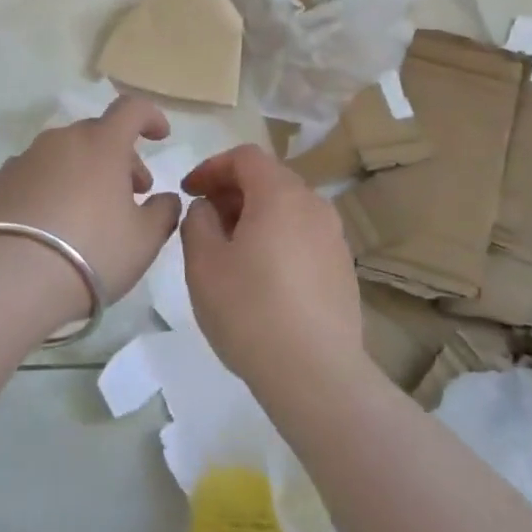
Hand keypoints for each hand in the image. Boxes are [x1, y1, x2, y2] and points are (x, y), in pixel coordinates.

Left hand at [0, 95, 180, 310]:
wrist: (9, 281)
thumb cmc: (92, 252)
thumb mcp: (145, 239)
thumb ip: (164, 211)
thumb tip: (166, 198)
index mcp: (102, 143)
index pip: (132, 109)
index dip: (150, 117)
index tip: (160, 136)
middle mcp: (61, 141)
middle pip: (97, 135)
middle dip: (119, 157)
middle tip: (130, 194)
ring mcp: (23, 160)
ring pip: (63, 155)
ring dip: (82, 173)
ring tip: (87, 214)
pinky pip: (33, 177)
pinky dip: (48, 190)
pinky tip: (49, 227)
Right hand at [179, 145, 363, 393]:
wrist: (315, 374)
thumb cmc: (250, 311)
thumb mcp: (204, 264)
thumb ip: (198, 222)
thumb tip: (208, 209)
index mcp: (280, 194)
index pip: (245, 157)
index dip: (212, 167)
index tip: (189, 191)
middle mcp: (314, 205)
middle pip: (269, 179)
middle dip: (232, 191)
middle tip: (204, 219)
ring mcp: (333, 237)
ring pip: (288, 208)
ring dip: (255, 215)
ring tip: (229, 249)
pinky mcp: (342, 267)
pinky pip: (303, 236)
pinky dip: (277, 238)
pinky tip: (261, 276)